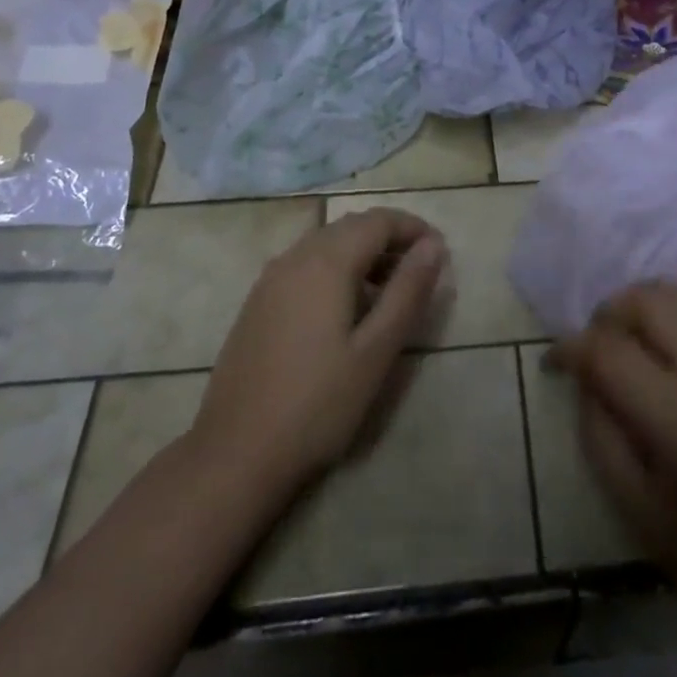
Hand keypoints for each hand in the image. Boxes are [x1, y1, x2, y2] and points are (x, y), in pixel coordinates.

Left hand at [185, 208, 446, 506]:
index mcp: (326, 262)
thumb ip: (408, 291)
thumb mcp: (376, 350)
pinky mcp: (257, 304)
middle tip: (420, 273)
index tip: (441, 253)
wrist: (235, 455)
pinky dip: (335, 270)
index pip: (379, 220)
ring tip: (389, 292)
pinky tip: (345, 311)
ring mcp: (269, 280)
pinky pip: (305, 266)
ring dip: (363, 254)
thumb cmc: (317, 404)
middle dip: (390, 239)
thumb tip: (434, 245)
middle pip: (351, 227)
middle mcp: (294, 257)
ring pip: (326, 245)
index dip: (414, 228)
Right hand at [548, 280, 676, 648]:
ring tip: (643, 333)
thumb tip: (583, 374)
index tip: (556, 361)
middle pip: (648, 303)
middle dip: (610, 315)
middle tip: (600, 347)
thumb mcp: (638, 513)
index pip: (608, 352)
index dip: (570, 348)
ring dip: (655, 301)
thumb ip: (600, 434)